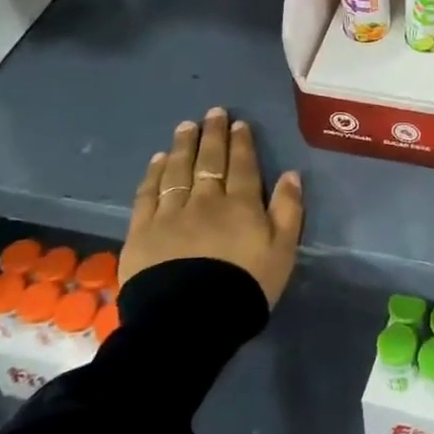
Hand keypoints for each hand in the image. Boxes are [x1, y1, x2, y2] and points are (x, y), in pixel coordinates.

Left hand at [122, 108, 303, 305]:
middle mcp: (206, 200)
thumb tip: (291, 174)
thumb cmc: (245, 286)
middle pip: (209, 161)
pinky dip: (154, 174)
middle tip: (213, 112)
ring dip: (183, 146)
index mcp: (242, 205)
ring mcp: (171, 214)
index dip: (242, 143)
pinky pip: (148, 194)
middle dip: (213, 134)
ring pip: (178, 171)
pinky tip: (157, 160)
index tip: (239, 123)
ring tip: (185, 127)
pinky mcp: (142, 231)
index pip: (243, 165)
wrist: (189, 320)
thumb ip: (289, 211)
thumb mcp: (283, 251)